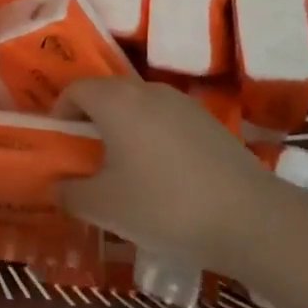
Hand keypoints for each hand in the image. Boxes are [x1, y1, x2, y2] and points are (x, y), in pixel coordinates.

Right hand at [60, 78, 284, 278]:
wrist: (249, 218)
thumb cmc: (164, 205)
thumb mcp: (104, 207)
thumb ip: (70, 193)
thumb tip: (58, 186)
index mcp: (116, 101)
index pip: (75, 89)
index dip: (60, 113)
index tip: (60, 145)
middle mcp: (148, 90)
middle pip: (107, 94)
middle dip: (91, 122)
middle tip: (87, 160)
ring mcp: (183, 104)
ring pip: (139, 107)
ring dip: (123, 130)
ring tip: (125, 171)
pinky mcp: (209, 122)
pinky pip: (166, 121)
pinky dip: (152, 138)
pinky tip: (163, 178)